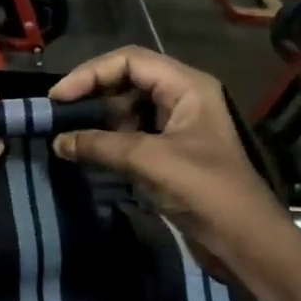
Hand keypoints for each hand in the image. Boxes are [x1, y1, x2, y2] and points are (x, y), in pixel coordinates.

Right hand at [49, 47, 291, 271]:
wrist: (243, 240)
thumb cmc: (204, 190)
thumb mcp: (149, 161)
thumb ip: (100, 146)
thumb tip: (58, 142)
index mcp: (186, 86)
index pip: (130, 60)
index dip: (90, 73)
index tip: (58, 97)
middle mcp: (182, 97)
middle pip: (127, 79)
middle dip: (92, 93)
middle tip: (57, 113)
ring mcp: (176, 125)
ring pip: (127, 107)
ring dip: (98, 117)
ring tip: (66, 132)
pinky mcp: (170, 151)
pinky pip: (132, 133)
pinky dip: (108, 139)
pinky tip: (86, 150)